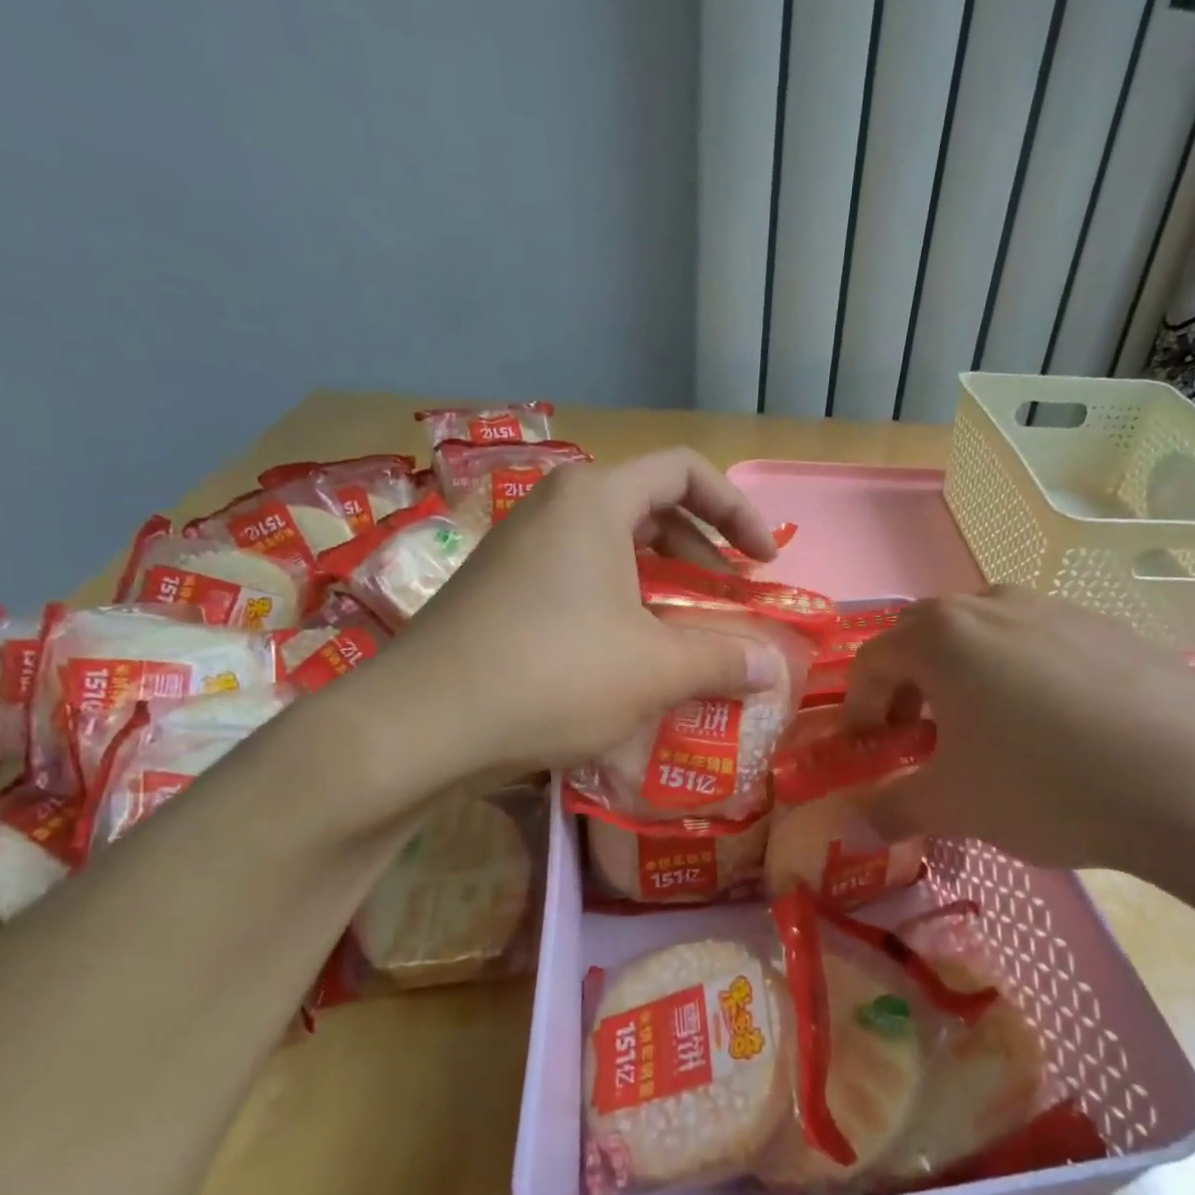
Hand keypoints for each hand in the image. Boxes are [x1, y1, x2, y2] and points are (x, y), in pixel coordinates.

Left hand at [345, 449, 784, 799]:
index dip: (738, 510)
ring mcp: (519, 546)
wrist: (421, 723)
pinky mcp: (498, 587)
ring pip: (611, 546)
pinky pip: (577, 576)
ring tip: (686, 631)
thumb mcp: (655, 669)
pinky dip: (619, 602)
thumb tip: (772, 666)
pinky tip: (627, 654)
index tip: (764, 560)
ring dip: (660, 582)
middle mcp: (554, 506)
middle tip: (729, 598)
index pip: (685, 470)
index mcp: (596, 499)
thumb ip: (723, 659)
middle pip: (649, 506)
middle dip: (701, 551)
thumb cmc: (554, 675)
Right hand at [843, 587, 1194, 895]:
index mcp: (941, 635)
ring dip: (962, 675)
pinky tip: (1050, 727)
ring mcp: (1054, 608)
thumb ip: (892, 809)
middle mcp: (991, 603)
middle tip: (916, 734)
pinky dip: (1017, 674)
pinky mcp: (1106, 628)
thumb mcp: (954, 806)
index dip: (858, 707)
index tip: (868, 749)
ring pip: (983, 633)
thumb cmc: (1045, 784)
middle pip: (923, 635)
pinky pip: (1037, 642)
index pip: (872, 660)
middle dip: (906, 683)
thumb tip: (855, 824)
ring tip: (982, 729)